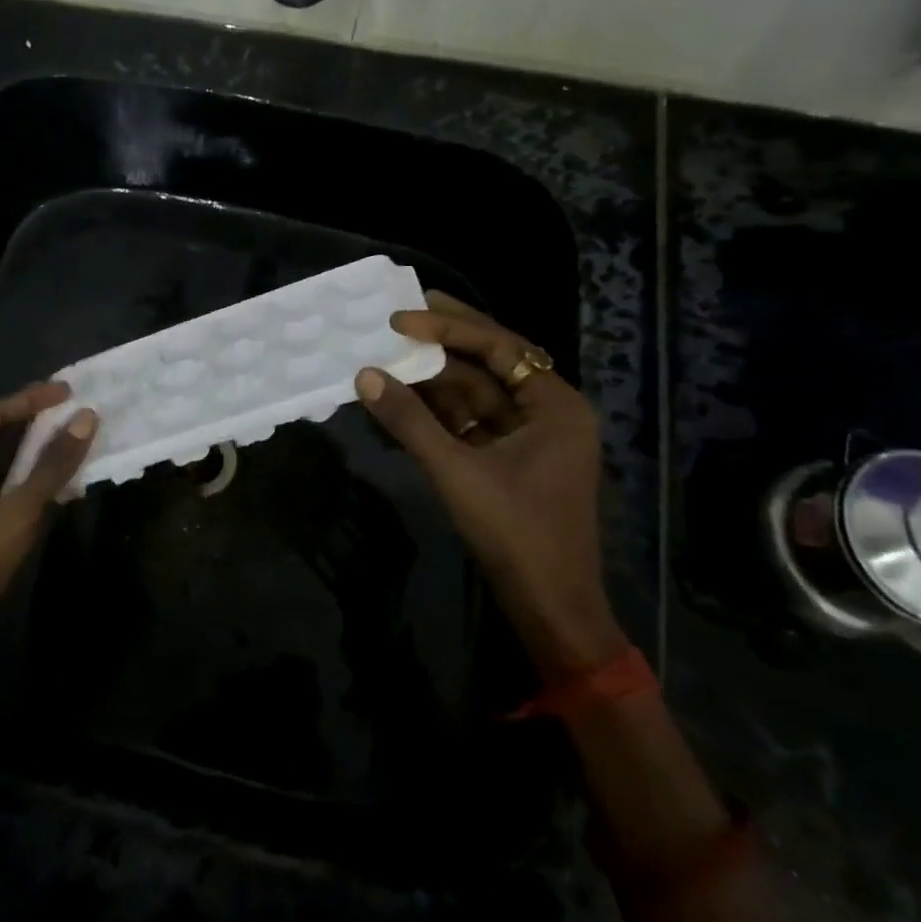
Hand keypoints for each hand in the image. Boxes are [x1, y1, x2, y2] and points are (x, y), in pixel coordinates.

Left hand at [0, 381, 97, 667]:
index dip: (29, 399)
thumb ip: (52, 465)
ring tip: (66, 435)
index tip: (67, 391)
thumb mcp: (18, 513)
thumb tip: (85, 418)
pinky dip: (21, 476)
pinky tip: (50, 479)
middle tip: (69, 408)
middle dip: (29, 419)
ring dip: (28, 448)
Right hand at [355, 291, 622, 675]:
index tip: (400, 317)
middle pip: (490, 362)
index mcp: (555, 404)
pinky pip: (470, 423)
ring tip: (388, 355)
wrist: (550, 608)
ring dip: (433, 380)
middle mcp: (547, 411)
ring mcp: (528, 437)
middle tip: (400, 313)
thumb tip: (365, 376)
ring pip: (475, 394)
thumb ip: (410, 421)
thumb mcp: (458, 472)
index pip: (499, 347)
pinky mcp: (509, 460)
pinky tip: (399, 401)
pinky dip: (436, 414)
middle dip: (443, 341)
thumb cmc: (516, 534)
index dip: (448, 328)